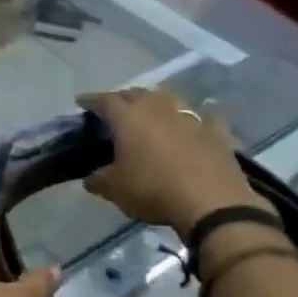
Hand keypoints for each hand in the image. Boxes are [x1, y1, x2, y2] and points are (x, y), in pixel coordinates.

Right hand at [80, 88, 268, 237]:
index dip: (90, 100)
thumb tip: (91, 178)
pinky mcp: (216, 132)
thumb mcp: (113, 189)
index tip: (81, 102)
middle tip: (114, 109)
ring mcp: (191, 118)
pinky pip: (205, 118)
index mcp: (129, 118)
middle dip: (123, 98)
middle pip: (137, 93)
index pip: (104, 100)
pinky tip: (195, 124)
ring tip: (150, 112)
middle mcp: (158, 109)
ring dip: (156, 102)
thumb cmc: (153, 190)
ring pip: (169, 99)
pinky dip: (197, 118)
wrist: (212, 203)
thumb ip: (97, 179)